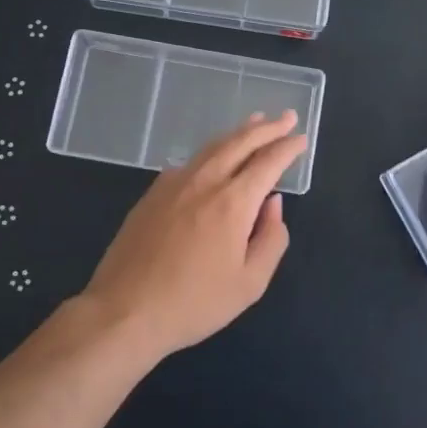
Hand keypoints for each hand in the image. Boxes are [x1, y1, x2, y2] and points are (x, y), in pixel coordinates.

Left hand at [81, 111, 306, 360]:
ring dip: (238, 132)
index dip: (287, 148)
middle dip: (267, 128)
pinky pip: (190, 161)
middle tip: (286, 117)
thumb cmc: (194, 303)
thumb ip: (271, 239)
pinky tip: (214, 156)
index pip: (267, 162)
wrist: (124, 310)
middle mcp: (205, 181)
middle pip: (240, 142)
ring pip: (213, 146)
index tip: (301, 138)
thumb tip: (273, 204)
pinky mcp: (153, 192)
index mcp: (233, 202)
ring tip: (255, 122)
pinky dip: (211, 150)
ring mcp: (174, 183)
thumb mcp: (249, 284)